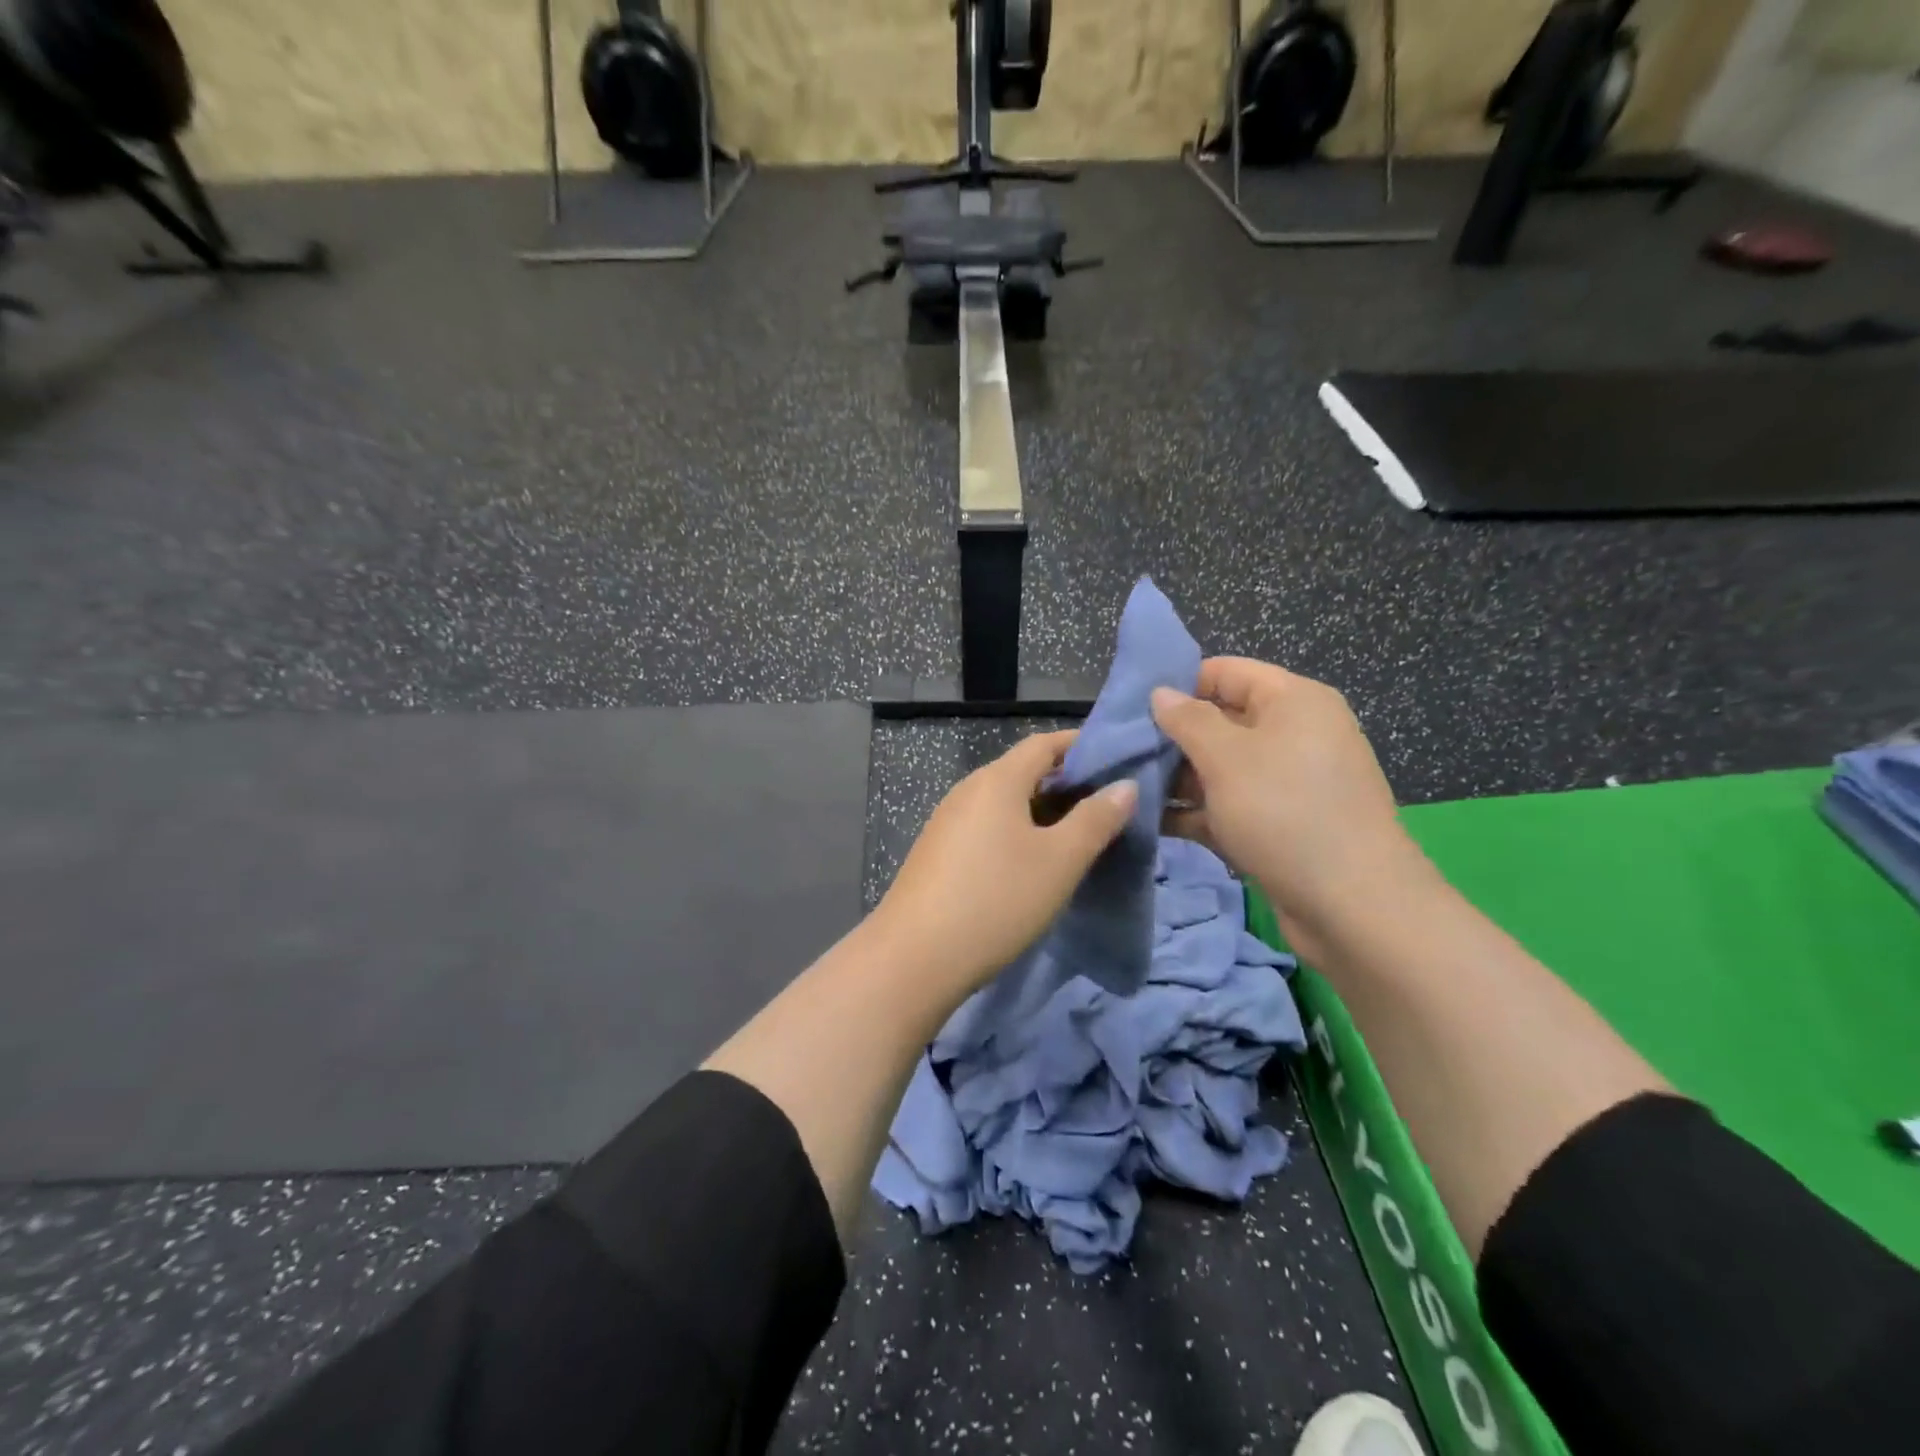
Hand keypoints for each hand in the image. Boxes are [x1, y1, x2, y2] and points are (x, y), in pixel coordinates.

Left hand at [874, 731, 1136, 994]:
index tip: (1117, 760)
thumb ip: (1095, 819)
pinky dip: (1017, 833)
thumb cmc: (997, 900)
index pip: (1043, 744)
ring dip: (1042, 811)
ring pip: (1004, 803)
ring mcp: (947, 822)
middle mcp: (968, 791)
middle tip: (1107, 805)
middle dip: (1065, 782)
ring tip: (1078, 836)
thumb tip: (1125, 785)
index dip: (1080, 745)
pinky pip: (987, 828)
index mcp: (996, 780)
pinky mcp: (938, 853)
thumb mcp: (1059, 861)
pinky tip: (1033, 863)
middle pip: (1022, 771)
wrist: (914, 958)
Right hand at [1151, 659, 1433, 956]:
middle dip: (1171, 736)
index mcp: (1293, 702)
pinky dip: (1193, 811)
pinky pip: (1227, 806)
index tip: (1130, 705)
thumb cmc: (1286, 812)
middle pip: (1220, 721)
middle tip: (1120, 751)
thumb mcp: (1227, 758)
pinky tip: (1149, 821)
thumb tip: (1160, 693)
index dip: (1179, 684)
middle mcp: (1292, 735)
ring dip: (1175, 777)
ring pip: (1219, 768)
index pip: (1226, 673)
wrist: (1353, 907)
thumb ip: (1188, 720)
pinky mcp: (1277, 825)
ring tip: (1125, 787)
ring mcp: (1286, 784)